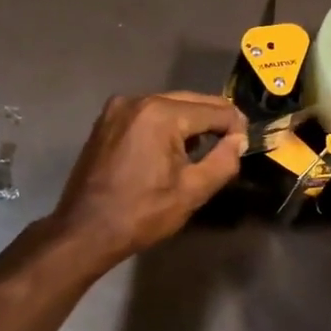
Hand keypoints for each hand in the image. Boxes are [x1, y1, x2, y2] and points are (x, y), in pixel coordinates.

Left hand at [50, 93, 247, 268]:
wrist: (85, 230)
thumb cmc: (142, 214)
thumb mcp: (192, 191)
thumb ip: (223, 161)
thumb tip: (238, 140)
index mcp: (161, 114)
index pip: (215, 110)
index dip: (236, 126)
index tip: (245, 144)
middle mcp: (138, 100)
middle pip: (191, 101)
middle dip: (214, 120)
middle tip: (232, 142)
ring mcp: (118, 108)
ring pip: (169, 105)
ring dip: (190, 122)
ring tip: (204, 148)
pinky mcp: (106, 120)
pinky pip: (147, 114)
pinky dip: (165, 125)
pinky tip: (172, 147)